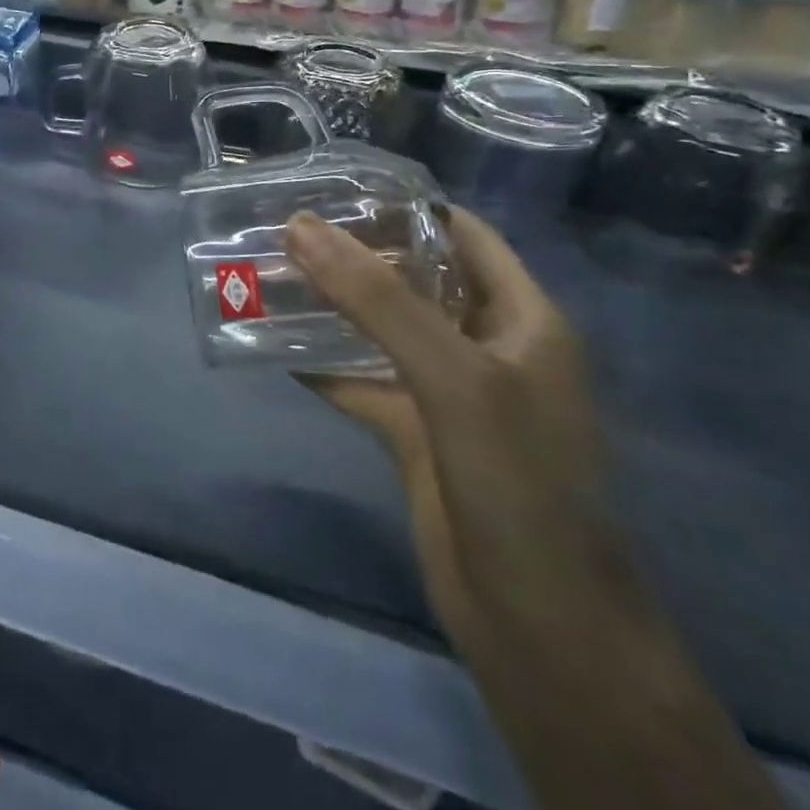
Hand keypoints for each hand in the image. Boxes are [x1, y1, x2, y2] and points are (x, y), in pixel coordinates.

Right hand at [286, 207, 641, 645]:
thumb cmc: (518, 481)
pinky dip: (321, 364)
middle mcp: (486, 346)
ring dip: (331, 306)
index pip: (462, 234)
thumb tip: (299, 225)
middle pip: (415, 278)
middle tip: (283, 226)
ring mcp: (449, 393)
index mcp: (521, 318)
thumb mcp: (453, 376)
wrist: (542, 623)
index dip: (404, 205)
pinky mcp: (416, 435)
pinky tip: (271, 344)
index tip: (334, 186)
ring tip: (267, 272)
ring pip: (382, 330)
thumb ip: (377, 299)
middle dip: (354, 252)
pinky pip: (362, 382)